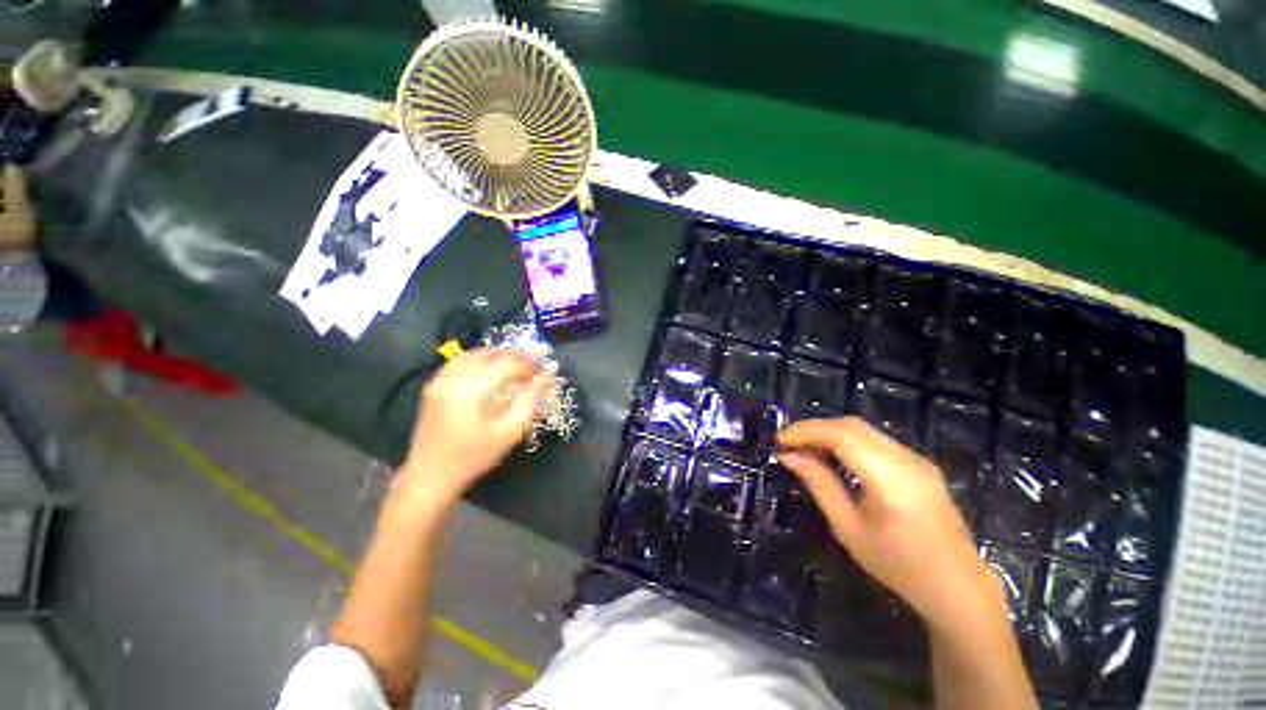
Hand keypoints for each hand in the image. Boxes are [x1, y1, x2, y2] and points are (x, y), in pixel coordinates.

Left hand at [401, 348, 555, 503]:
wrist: (431, 476)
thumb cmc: (475, 456)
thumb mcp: (510, 430)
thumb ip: (532, 399)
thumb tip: (550, 374)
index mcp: (471, 390)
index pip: (509, 364)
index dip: (532, 363)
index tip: (548, 367)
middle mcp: (454, 377)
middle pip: (492, 354)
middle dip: (518, 355)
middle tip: (538, 360)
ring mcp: (441, 380)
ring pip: (476, 354)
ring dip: (500, 354)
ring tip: (520, 361)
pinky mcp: (435, 385)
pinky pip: (461, 361)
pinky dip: (481, 358)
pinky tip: (492, 365)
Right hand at [776, 416, 1001, 629]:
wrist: (958, 588)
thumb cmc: (899, 565)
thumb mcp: (849, 528)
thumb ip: (819, 484)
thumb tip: (789, 457)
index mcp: (890, 477)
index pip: (840, 434)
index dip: (805, 431)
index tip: (778, 441)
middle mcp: (906, 458)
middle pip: (851, 425)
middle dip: (814, 428)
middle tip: (788, 444)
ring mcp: (917, 459)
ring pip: (863, 430)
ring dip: (830, 433)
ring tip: (805, 450)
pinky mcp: (920, 465)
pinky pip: (876, 441)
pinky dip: (848, 442)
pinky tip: (834, 458)